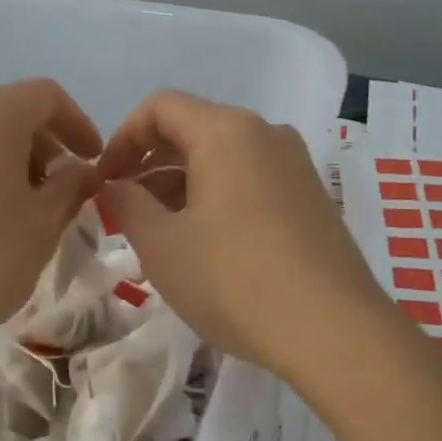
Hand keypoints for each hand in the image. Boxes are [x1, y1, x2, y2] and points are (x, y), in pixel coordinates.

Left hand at [0, 79, 102, 370]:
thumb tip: (83, 171)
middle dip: (42, 145)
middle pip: (8, 111)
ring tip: (22, 206)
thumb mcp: (43, 224)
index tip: (93, 160)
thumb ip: (72, 186)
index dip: (78, 124)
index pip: (46, 97)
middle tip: (61, 188)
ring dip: (8, 159)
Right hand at [98, 91, 382, 381]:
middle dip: (149, 163)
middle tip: (125, 208)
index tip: (105, 180)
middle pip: (193, 129)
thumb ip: (126, 204)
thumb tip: (115, 186)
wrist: (336, 333)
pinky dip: (216, 197)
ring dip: (181, 184)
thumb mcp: (161, 244)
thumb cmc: (234, 280)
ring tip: (160, 232)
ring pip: (222, 157)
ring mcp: (296, 166)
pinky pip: (250, 180)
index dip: (122, 138)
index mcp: (227, 132)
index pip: (160, 107)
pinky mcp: (312, 199)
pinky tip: (205, 244)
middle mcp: (266, 134)